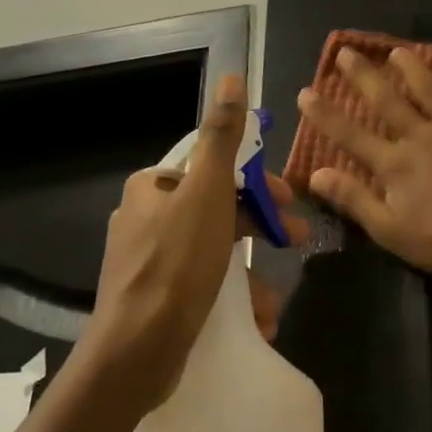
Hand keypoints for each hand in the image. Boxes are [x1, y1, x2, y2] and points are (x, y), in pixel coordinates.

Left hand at [84, 74, 306, 414]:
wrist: (134, 354)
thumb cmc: (176, 264)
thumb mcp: (208, 192)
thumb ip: (222, 137)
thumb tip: (231, 77)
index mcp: (153, 187)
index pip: (213, 168)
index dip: (255, 180)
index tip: (287, 199)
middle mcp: (146, 218)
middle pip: (217, 209)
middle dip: (260, 227)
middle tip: (297, 240)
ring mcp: (147, 263)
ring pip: (213, 253)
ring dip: (250, 273)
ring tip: (274, 300)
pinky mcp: (154, 301)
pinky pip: (201, 287)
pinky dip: (230, 299)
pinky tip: (256, 319)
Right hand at [295, 47, 431, 291]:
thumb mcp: (390, 231)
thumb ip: (353, 199)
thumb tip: (315, 174)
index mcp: (394, 164)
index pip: (349, 134)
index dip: (324, 113)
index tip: (305, 91)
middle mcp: (420, 136)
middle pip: (386, 99)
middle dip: (362, 75)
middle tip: (345, 51)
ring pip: (429, 88)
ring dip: (411, 67)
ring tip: (396, 51)